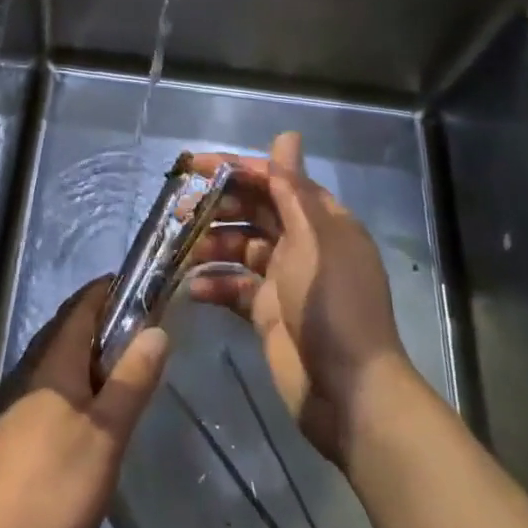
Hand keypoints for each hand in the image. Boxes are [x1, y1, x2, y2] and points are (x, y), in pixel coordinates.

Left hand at [0, 278, 167, 527]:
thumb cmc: (54, 486)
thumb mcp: (107, 434)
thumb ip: (133, 380)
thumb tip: (157, 328)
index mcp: (55, 359)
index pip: (82, 304)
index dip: (110, 290)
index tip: (143, 289)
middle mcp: (31, 369)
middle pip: (68, 328)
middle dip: (103, 322)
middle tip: (143, 335)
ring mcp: (16, 401)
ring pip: (58, 360)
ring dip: (89, 355)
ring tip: (123, 373)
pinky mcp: (11, 432)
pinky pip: (49, 387)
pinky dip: (74, 383)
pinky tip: (88, 415)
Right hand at [188, 132, 407, 464]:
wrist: (348, 393)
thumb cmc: (331, 305)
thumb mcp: (312, 239)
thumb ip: (292, 188)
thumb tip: (287, 134)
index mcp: (320, 220)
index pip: (273, 180)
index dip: (235, 169)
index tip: (194, 166)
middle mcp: (302, 243)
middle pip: (253, 211)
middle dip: (217, 207)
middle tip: (179, 211)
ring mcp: (284, 279)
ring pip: (239, 247)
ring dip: (210, 245)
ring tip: (180, 250)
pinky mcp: (268, 312)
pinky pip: (235, 287)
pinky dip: (215, 284)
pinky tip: (193, 289)